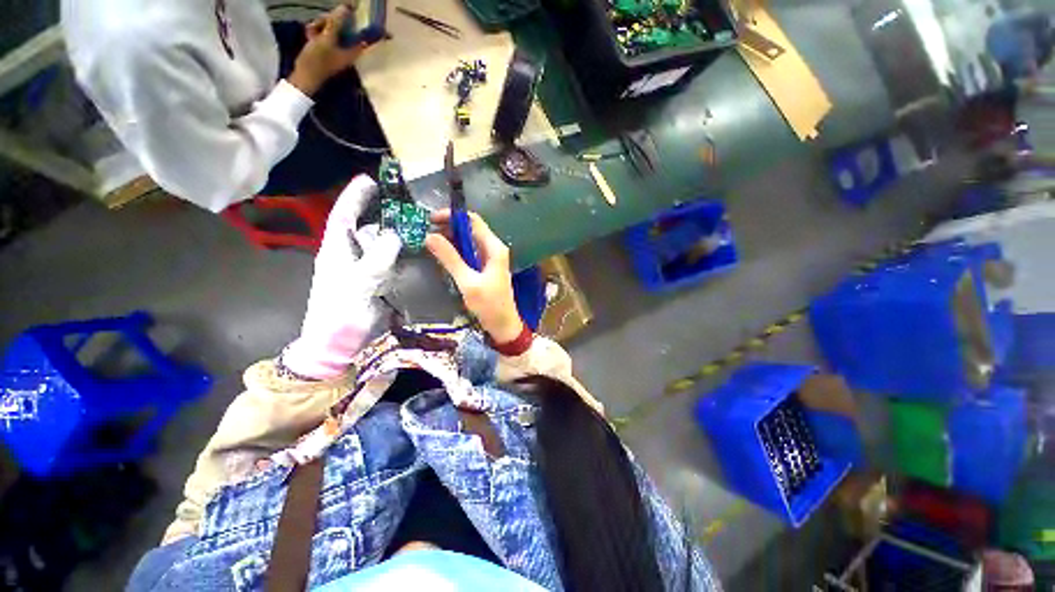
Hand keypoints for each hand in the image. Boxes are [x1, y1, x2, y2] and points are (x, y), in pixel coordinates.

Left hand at [283, 175, 402, 378]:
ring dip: (394, 232)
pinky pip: (389, 261)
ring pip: (379, 243)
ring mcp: (363, 268)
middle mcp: (349, 255)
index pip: (343, 216)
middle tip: (403, 202)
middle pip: (363, 227)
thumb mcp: (355, 286)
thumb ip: (375, 260)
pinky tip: (414, 249)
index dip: (354, 197)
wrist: (337, 343)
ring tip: (413, 222)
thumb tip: (395, 235)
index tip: (369, 180)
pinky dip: (400, 253)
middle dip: (379, 211)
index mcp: (335, 251)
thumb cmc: (339, 315)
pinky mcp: (375, 281)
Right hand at [288, 4, 367, 95]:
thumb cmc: (318, 60)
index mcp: (353, 51)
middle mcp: (348, 50)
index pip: (367, 39)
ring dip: (321, 25)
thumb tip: (347, 8)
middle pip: (345, 28)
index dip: (373, 32)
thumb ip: (336, 23)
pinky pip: (323, 34)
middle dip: (332, 22)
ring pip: (332, 29)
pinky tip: (308, 33)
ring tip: (311, 30)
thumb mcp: (326, 39)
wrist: (303, 76)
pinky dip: (316, 31)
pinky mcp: (326, 49)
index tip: (381, 26)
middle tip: (321, 22)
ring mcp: (336, 49)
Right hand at [425, 210, 522, 343]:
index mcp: (494, 248)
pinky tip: (444, 257)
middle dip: (449, 228)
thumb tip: (430, 236)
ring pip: (469, 242)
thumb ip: (450, 259)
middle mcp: (494, 249)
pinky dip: (456, 252)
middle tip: (428, 234)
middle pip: (470, 229)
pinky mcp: (486, 268)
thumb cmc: (489, 305)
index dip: (452, 216)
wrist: (503, 325)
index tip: (431, 220)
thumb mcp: (468, 281)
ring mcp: (490, 259)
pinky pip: (469, 254)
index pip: (473, 221)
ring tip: (432, 245)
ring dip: (451, 241)